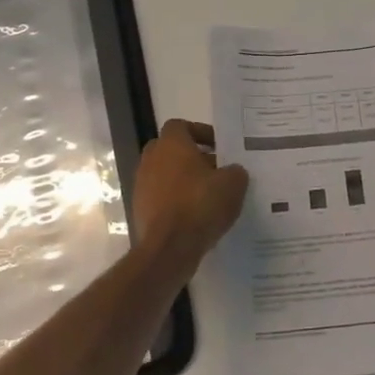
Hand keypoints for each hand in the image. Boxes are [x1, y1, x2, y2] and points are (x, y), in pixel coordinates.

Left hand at [132, 119, 248, 261]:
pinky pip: (161, 198)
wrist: (169, 248)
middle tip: (215, 170)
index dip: (201, 133)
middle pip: (171, 150)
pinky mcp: (140, 210)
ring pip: (165, 175)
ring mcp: (142, 186)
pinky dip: (176, 202)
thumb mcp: (233, 184)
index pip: (181, 126)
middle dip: (193, 158)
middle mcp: (151, 160)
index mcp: (171, 144)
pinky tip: (196, 216)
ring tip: (209, 196)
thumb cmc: (200, 205)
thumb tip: (232, 172)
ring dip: (184, 181)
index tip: (219, 146)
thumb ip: (235, 171)